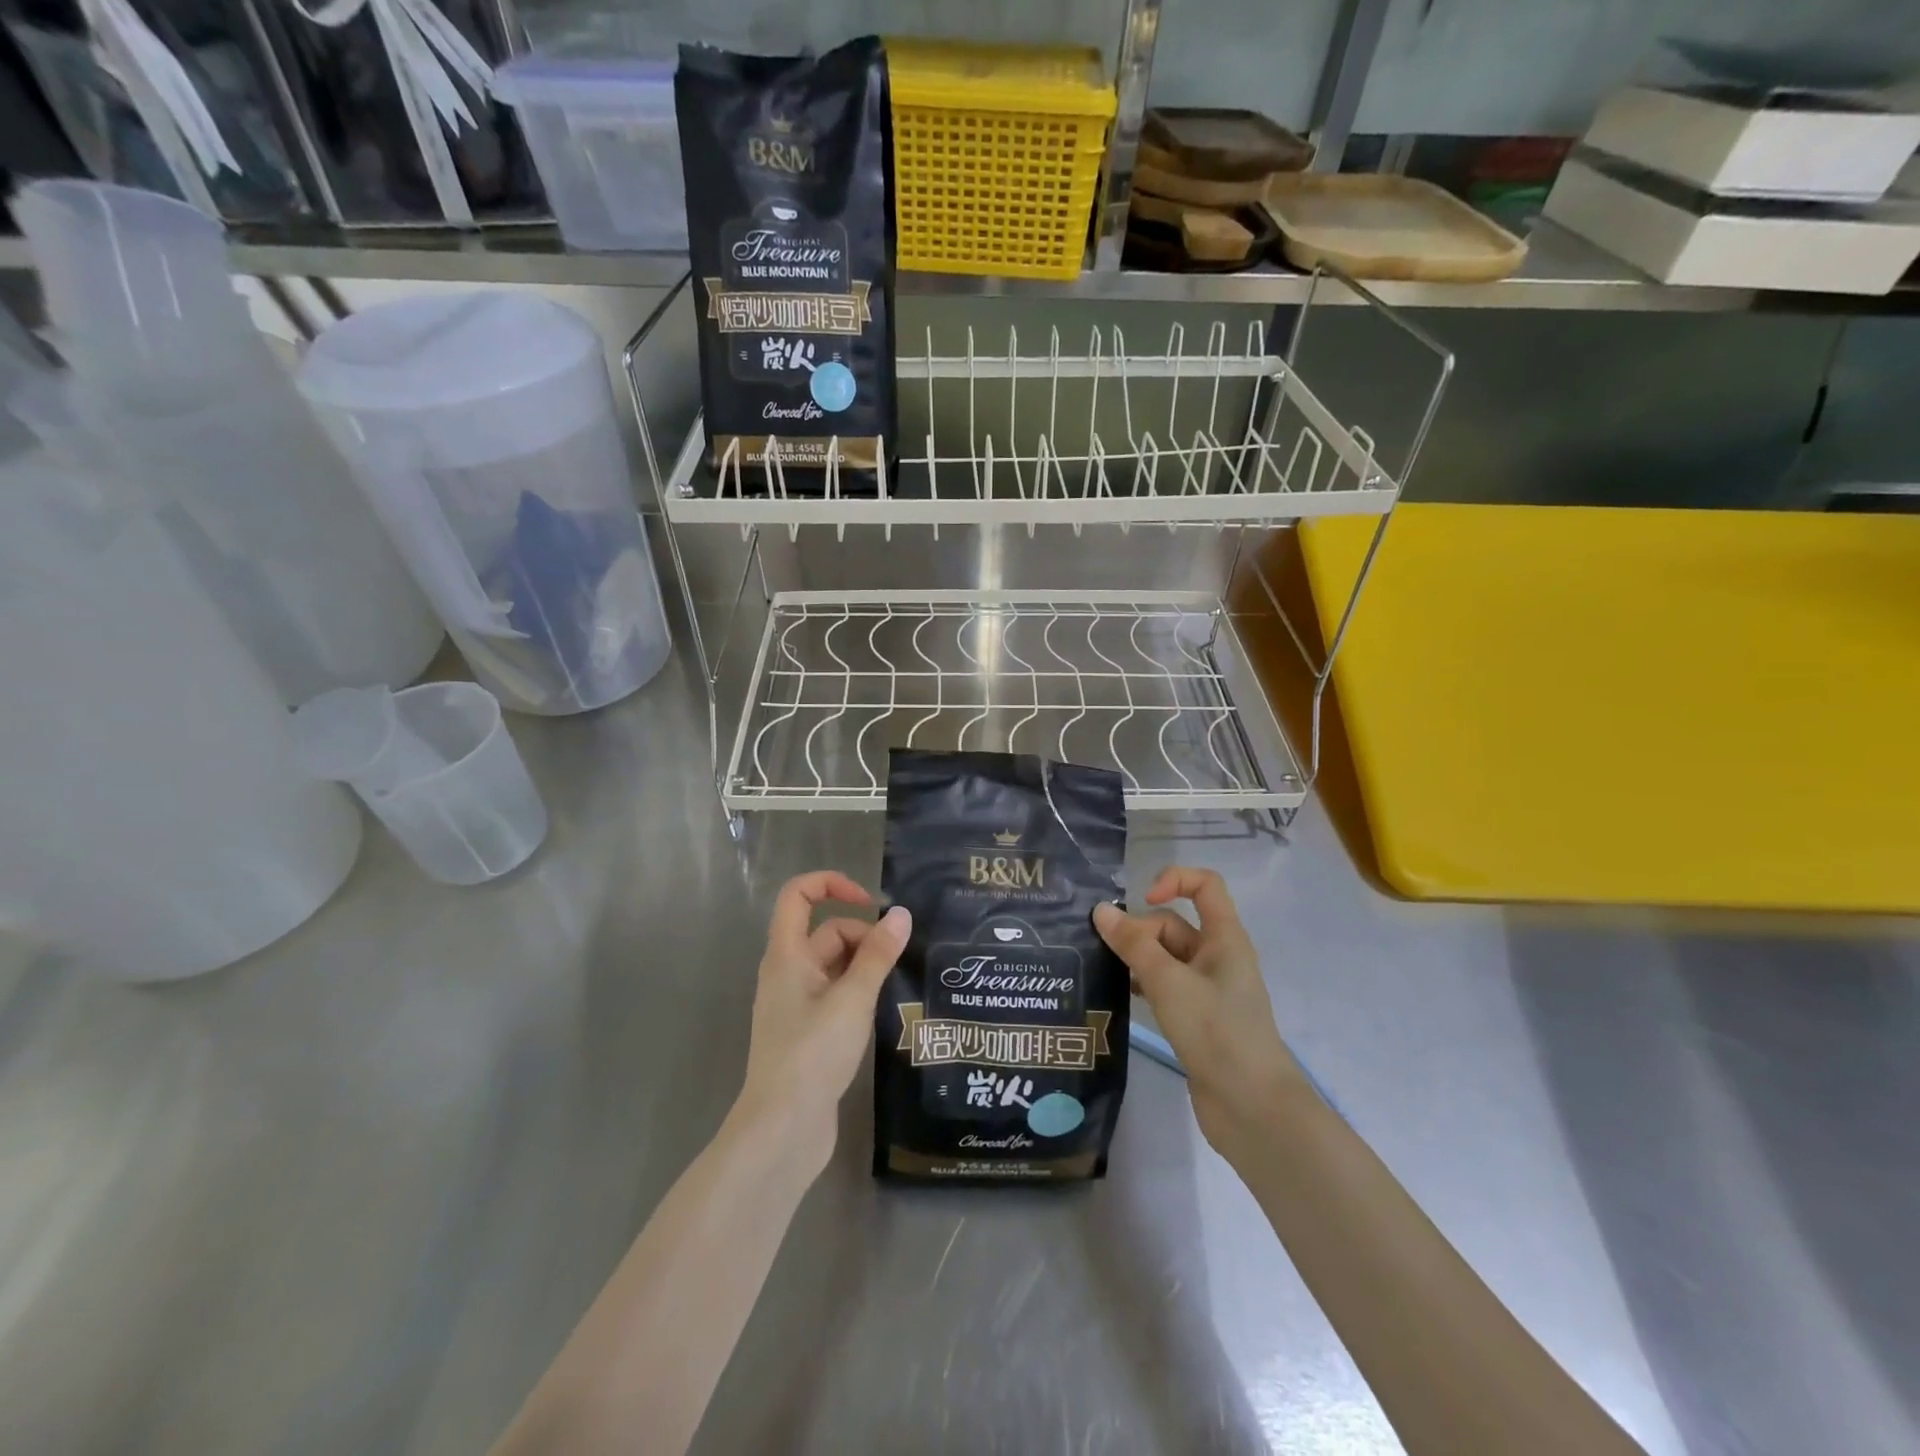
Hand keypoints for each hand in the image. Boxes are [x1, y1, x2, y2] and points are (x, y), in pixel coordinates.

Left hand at [735, 871, 910, 1176]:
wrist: (782, 1130)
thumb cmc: (812, 1054)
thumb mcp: (852, 999)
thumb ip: (878, 955)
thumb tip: (902, 914)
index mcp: (787, 955)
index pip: (798, 895)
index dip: (832, 884)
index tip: (870, 903)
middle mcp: (788, 973)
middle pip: (826, 932)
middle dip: (863, 937)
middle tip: (896, 962)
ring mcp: (796, 1004)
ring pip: (834, 965)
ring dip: (865, 966)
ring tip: (897, 985)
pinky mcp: (808, 1031)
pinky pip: (836, 994)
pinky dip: (859, 991)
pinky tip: (882, 1010)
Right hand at [1093, 867, 1303, 1159]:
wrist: (1252, 1108)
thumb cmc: (1216, 1032)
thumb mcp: (1169, 982)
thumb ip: (1133, 945)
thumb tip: (1101, 911)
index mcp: (1224, 938)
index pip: (1204, 885)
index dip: (1173, 880)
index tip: (1142, 900)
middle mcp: (1217, 957)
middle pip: (1173, 925)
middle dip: (1140, 933)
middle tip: (1111, 956)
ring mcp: (1207, 989)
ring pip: (1164, 957)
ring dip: (1136, 959)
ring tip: (1102, 971)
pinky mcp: (1197, 1018)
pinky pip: (1164, 986)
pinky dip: (1142, 985)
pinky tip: (1118, 996)